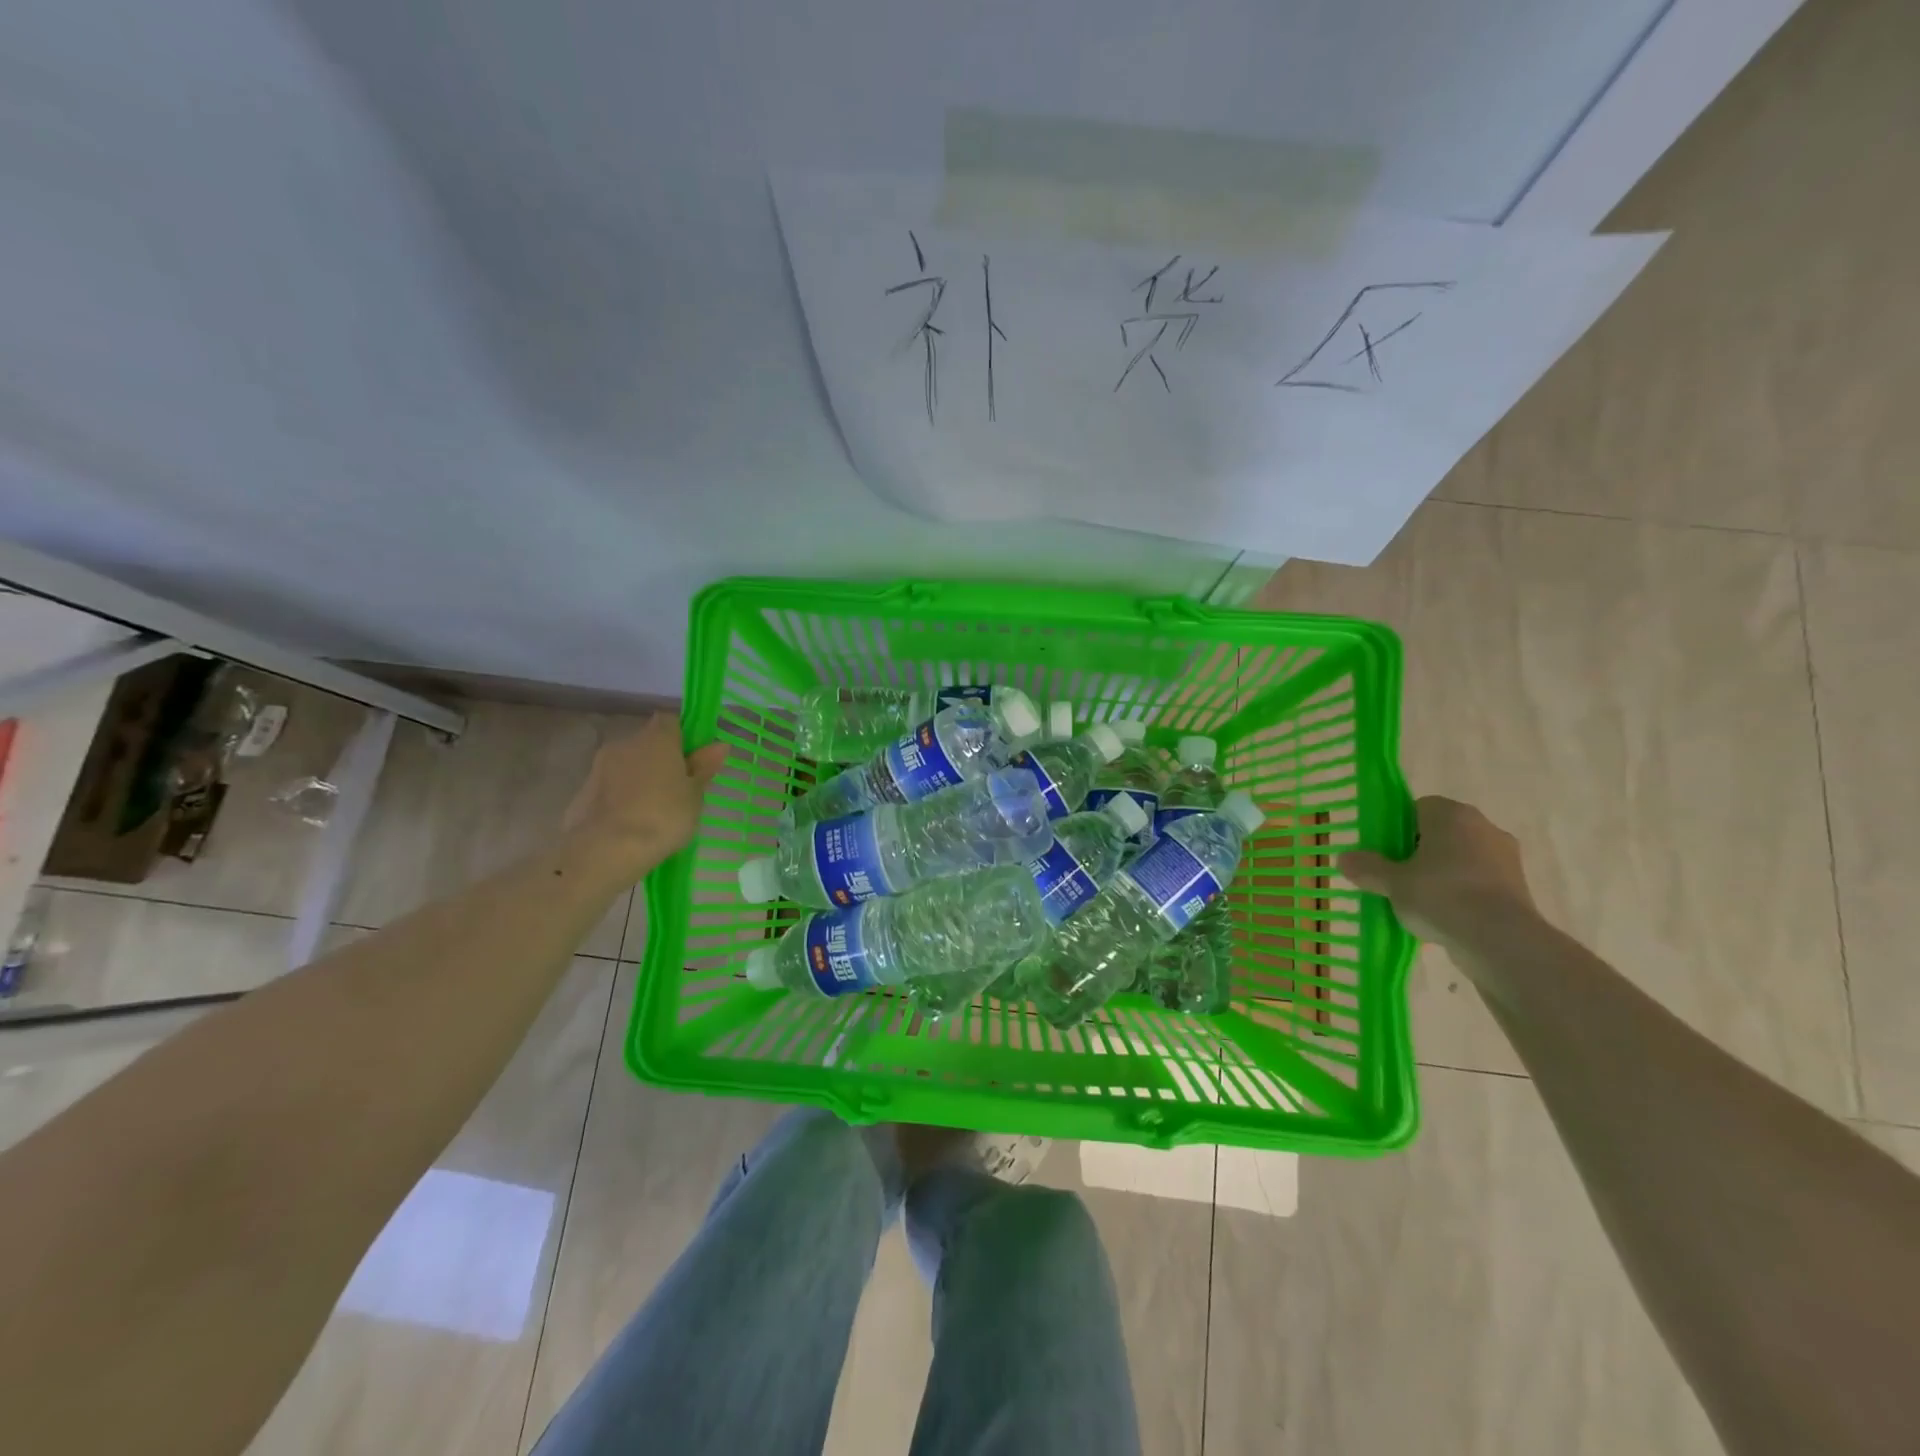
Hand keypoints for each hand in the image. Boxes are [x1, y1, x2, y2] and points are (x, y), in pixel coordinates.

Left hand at [564, 714, 726, 872]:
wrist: (608, 849)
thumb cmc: (664, 816)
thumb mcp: (694, 794)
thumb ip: (704, 767)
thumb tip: (719, 745)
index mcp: (657, 738)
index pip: (671, 721)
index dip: (683, 737)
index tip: (693, 760)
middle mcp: (626, 743)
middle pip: (648, 743)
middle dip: (661, 759)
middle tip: (677, 789)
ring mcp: (600, 766)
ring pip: (628, 764)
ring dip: (640, 778)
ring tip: (653, 810)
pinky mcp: (583, 790)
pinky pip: (611, 786)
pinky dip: (621, 796)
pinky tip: (631, 822)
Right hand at [1338, 795, 1537, 945]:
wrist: (1502, 941)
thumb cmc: (1441, 896)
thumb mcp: (1392, 882)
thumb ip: (1367, 868)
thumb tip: (1344, 858)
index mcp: (1452, 815)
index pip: (1419, 807)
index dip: (1398, 827)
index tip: (1385, 851)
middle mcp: (1484, 827)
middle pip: (1441, 833)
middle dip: (1419, 852)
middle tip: (1396, 876)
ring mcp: (1506, 858)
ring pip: (1461, 858)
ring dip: (1441, 874)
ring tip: (1418, 901)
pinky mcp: (1518, 888)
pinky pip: (1478, 882)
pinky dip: (1462, 893)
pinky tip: (1445, 916)